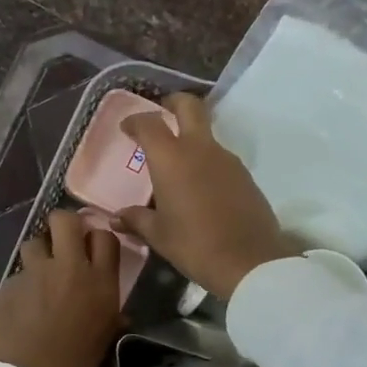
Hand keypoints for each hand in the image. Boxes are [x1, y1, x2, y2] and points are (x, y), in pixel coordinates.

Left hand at [0, 209, 123, 366]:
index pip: (105, 237)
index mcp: (101, 285)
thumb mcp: (103, 343)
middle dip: (62, 226)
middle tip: (60, 244)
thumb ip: (108, 318)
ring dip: (37, 255)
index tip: (90, 248)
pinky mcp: (5, 286)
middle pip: (65, 220)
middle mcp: (69, 270)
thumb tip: (115, 314)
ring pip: (34, 242)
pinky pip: (15, 276)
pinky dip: (18, 288)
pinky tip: (17, 311)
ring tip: (36, 279)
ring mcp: (34, 275)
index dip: (95, 238)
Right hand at [117, 92, 299, 299]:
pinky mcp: (245, 176)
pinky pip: (220, 159)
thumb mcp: (159, 235)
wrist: (250, 262)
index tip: (127, 127)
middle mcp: (200, 149)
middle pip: (190, 107)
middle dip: (174, 103)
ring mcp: (227, 160)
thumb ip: (136, 219)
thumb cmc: (194, 245)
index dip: (136, 121)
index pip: (150, 123)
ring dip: (191, 138)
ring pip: (207, 134)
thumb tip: (117, 217)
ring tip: (178, 163)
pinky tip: (200, 187)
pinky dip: (207, 162)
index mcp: (172, 158)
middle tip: (162, 112)